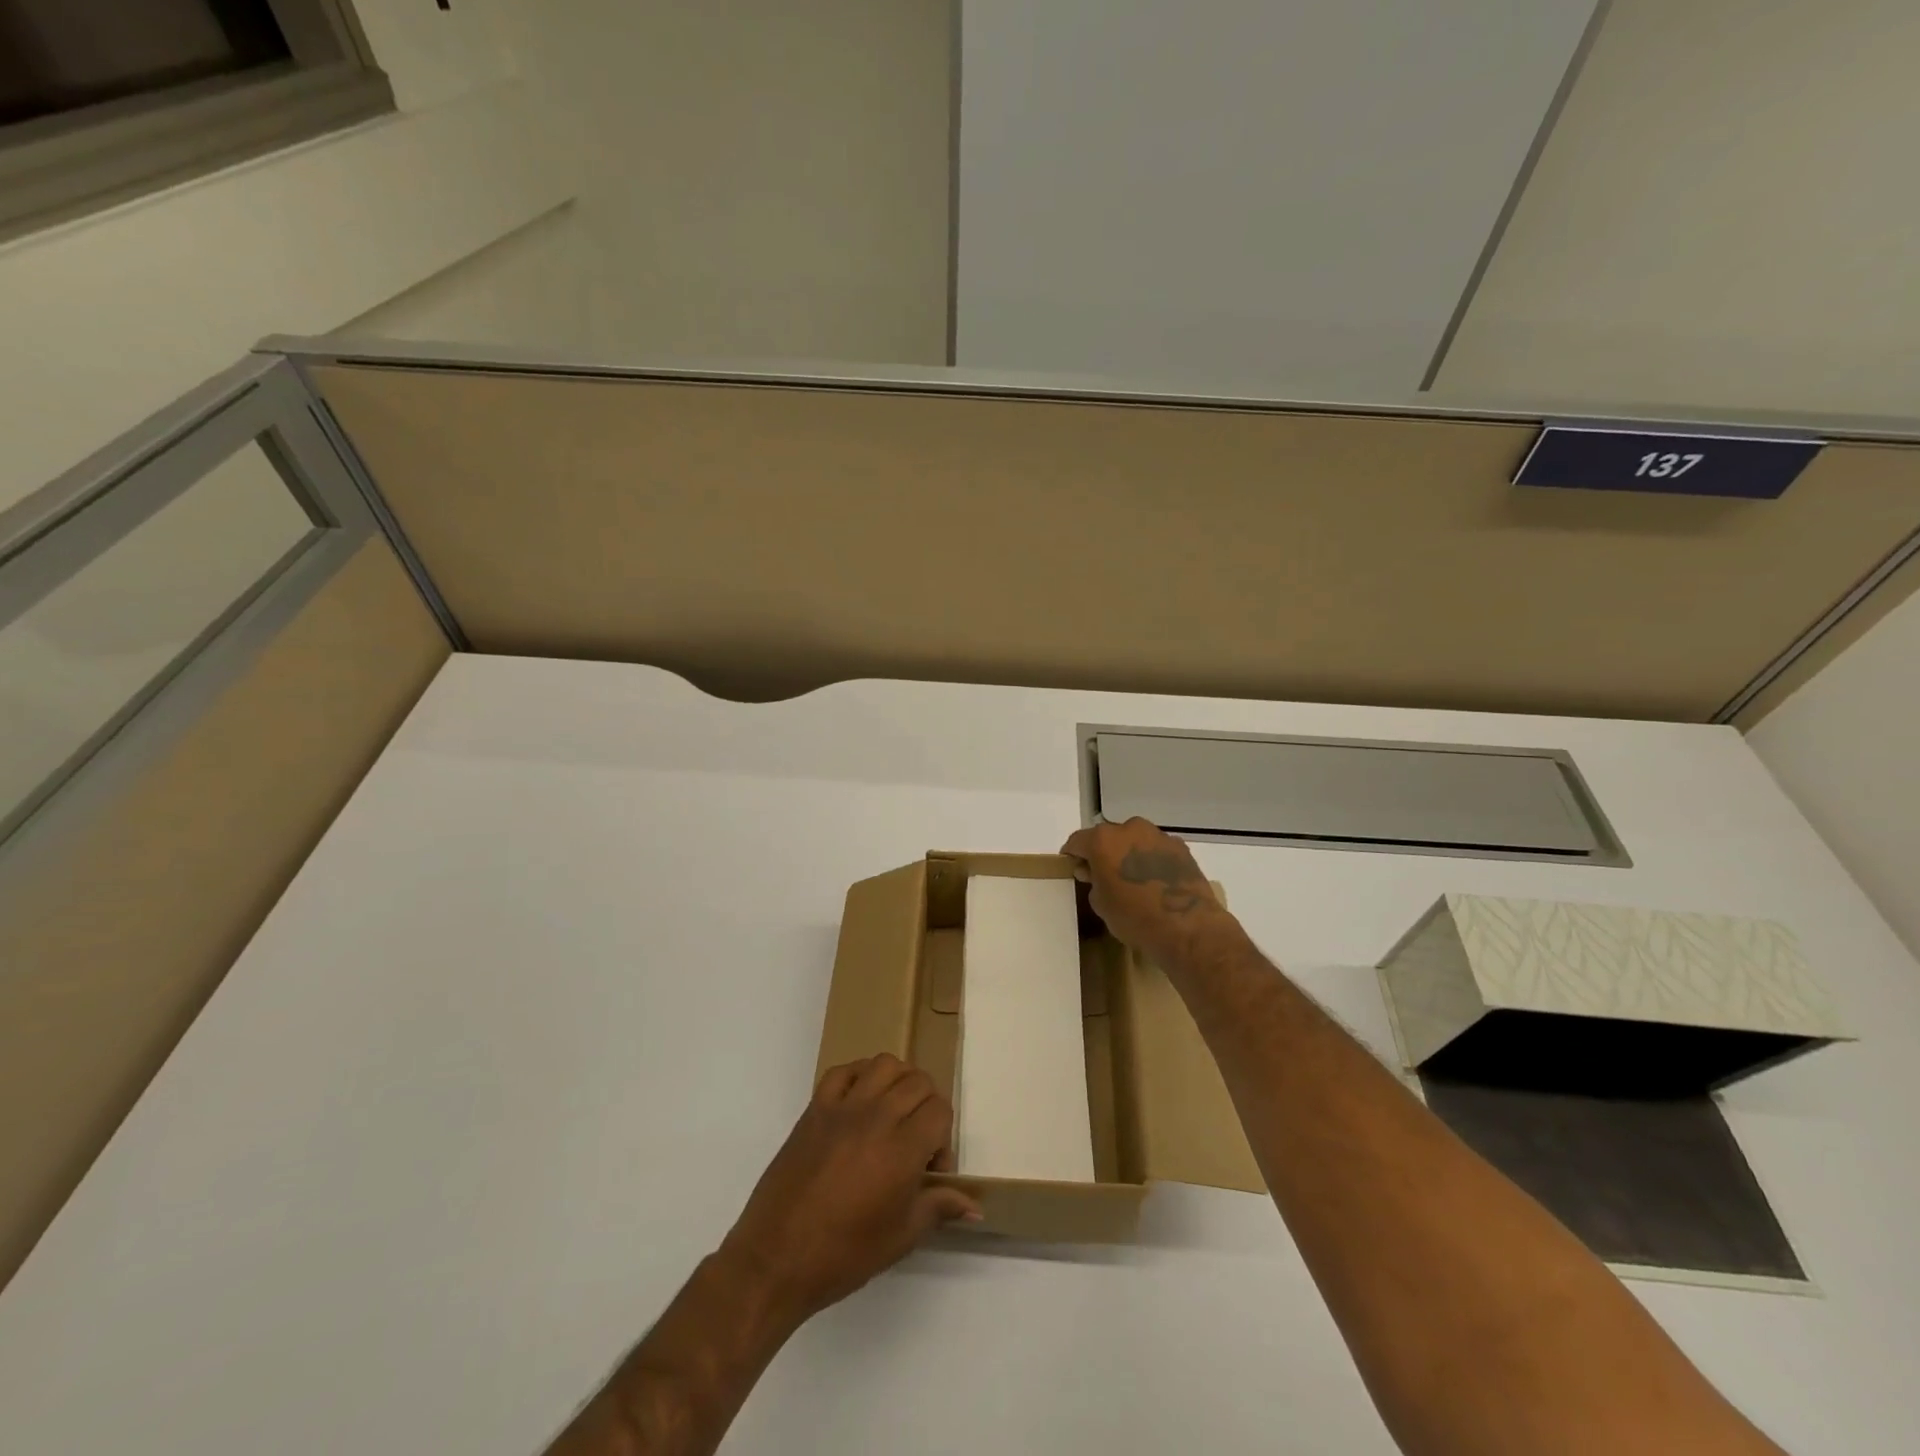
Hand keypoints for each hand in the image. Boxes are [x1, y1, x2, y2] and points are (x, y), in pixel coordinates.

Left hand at [721, 1055, 980, 1324]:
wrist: (776, 1258)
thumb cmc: (843, 1254)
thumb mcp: (901, 1237)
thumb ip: (939, 1207)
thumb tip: (976, 1207)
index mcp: (902, 1149)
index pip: (940, 1110)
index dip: (943, 1139)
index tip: (930, 1170)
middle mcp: (877, 1116)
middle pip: (918, 1082)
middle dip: (927, 1107)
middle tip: (915, 1142)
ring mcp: (843, 1107)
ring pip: (884, 1065)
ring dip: (897, 1082)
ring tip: (892, 1114)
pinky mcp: (815, 1107)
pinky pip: (843, 1070)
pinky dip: (859, 1076)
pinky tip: (859, 1103)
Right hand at [1060, 817, 1235, 965]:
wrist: (1186, 926)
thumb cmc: (1134, 916)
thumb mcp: (1100, 903)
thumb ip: (1093, 881)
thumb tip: (1095, 873)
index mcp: (1103, 840)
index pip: (1078, 841)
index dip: (1073, 855)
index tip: (1074, 868)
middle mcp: (1129, 829)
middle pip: (1108, 837)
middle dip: (1103, 853)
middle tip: (1104, 876)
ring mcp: (1158, 836)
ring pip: (1135, 841)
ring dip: (1129, 854)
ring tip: (1133, 880)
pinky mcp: (1180, 848)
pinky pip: (1157, 850)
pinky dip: (1152, 860)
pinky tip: (1155, 882)